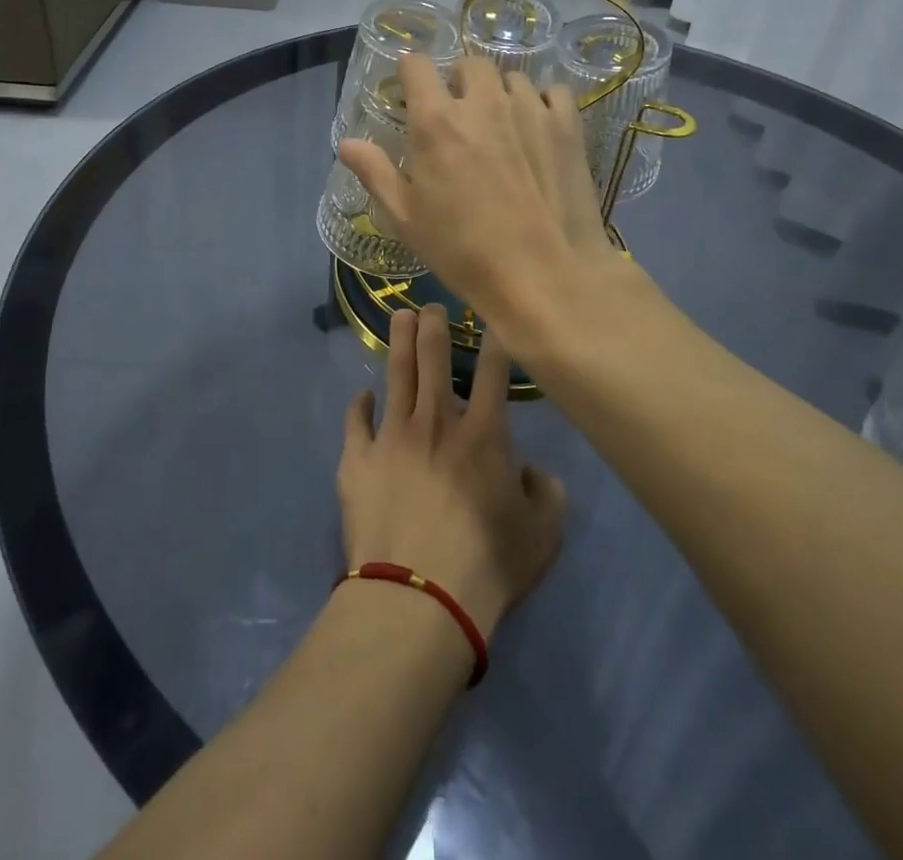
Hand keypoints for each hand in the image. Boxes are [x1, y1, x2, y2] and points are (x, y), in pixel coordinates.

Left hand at [337, 305, 565, 638]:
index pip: (492, 372)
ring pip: (396, 375)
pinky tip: (362, 395)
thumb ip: (546, 493)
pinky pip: (356, 421)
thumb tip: (533, 471)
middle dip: (434, 325)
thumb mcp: (543, 534)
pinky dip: (359, 405)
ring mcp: (391, 436)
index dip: (494, 342)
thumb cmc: (487, 565)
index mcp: (483, 433)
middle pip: (434, 359)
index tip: (491, 321)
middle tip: (431, 304)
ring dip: (400, 343)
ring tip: (400, 316)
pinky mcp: (357, 459)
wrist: (418, 597)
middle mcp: (436, 421)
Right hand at [338, 55, 612, 319]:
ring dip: (499, 93)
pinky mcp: (566, 125)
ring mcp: (529, 108)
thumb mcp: (406, 218)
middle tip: (458, 117)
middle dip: (458, 81)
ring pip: (510, 78)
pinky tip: (537, 129)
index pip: (416, 65)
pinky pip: (552, 92)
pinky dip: (541, 102)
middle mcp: (483, 102)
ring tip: (500, 126)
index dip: (410, 74)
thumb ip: (375, 172)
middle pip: (468, 64)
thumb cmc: (463, 251)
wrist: (543, 275)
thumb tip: (346, 143)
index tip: (411, 95)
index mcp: (436, 121)